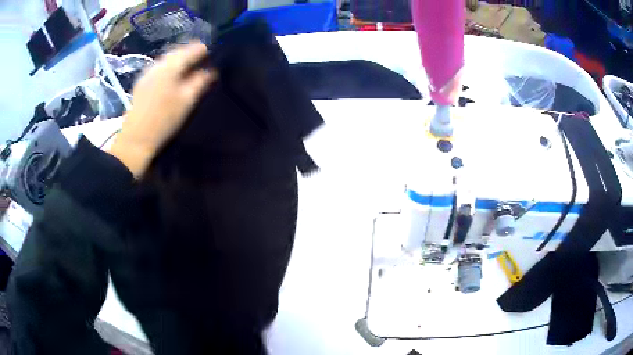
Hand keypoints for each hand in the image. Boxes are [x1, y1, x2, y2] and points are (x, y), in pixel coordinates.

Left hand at [110, 43, 216, 177]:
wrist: (136, 138)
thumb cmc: (164, 120)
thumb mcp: (187, 100)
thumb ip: (201, 81)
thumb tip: (212, 69)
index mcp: (171, 65)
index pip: (193, 48)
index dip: (205, 52)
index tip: (214, 59)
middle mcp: (159, 63)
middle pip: (180, 51)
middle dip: (192, 55)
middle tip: (204, 65)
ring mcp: (148, 71)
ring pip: (169, 58)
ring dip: (181, 61)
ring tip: (190, 72)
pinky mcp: (142, 81)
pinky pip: (160, 67)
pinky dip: (170, 68)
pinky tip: (173, 79)